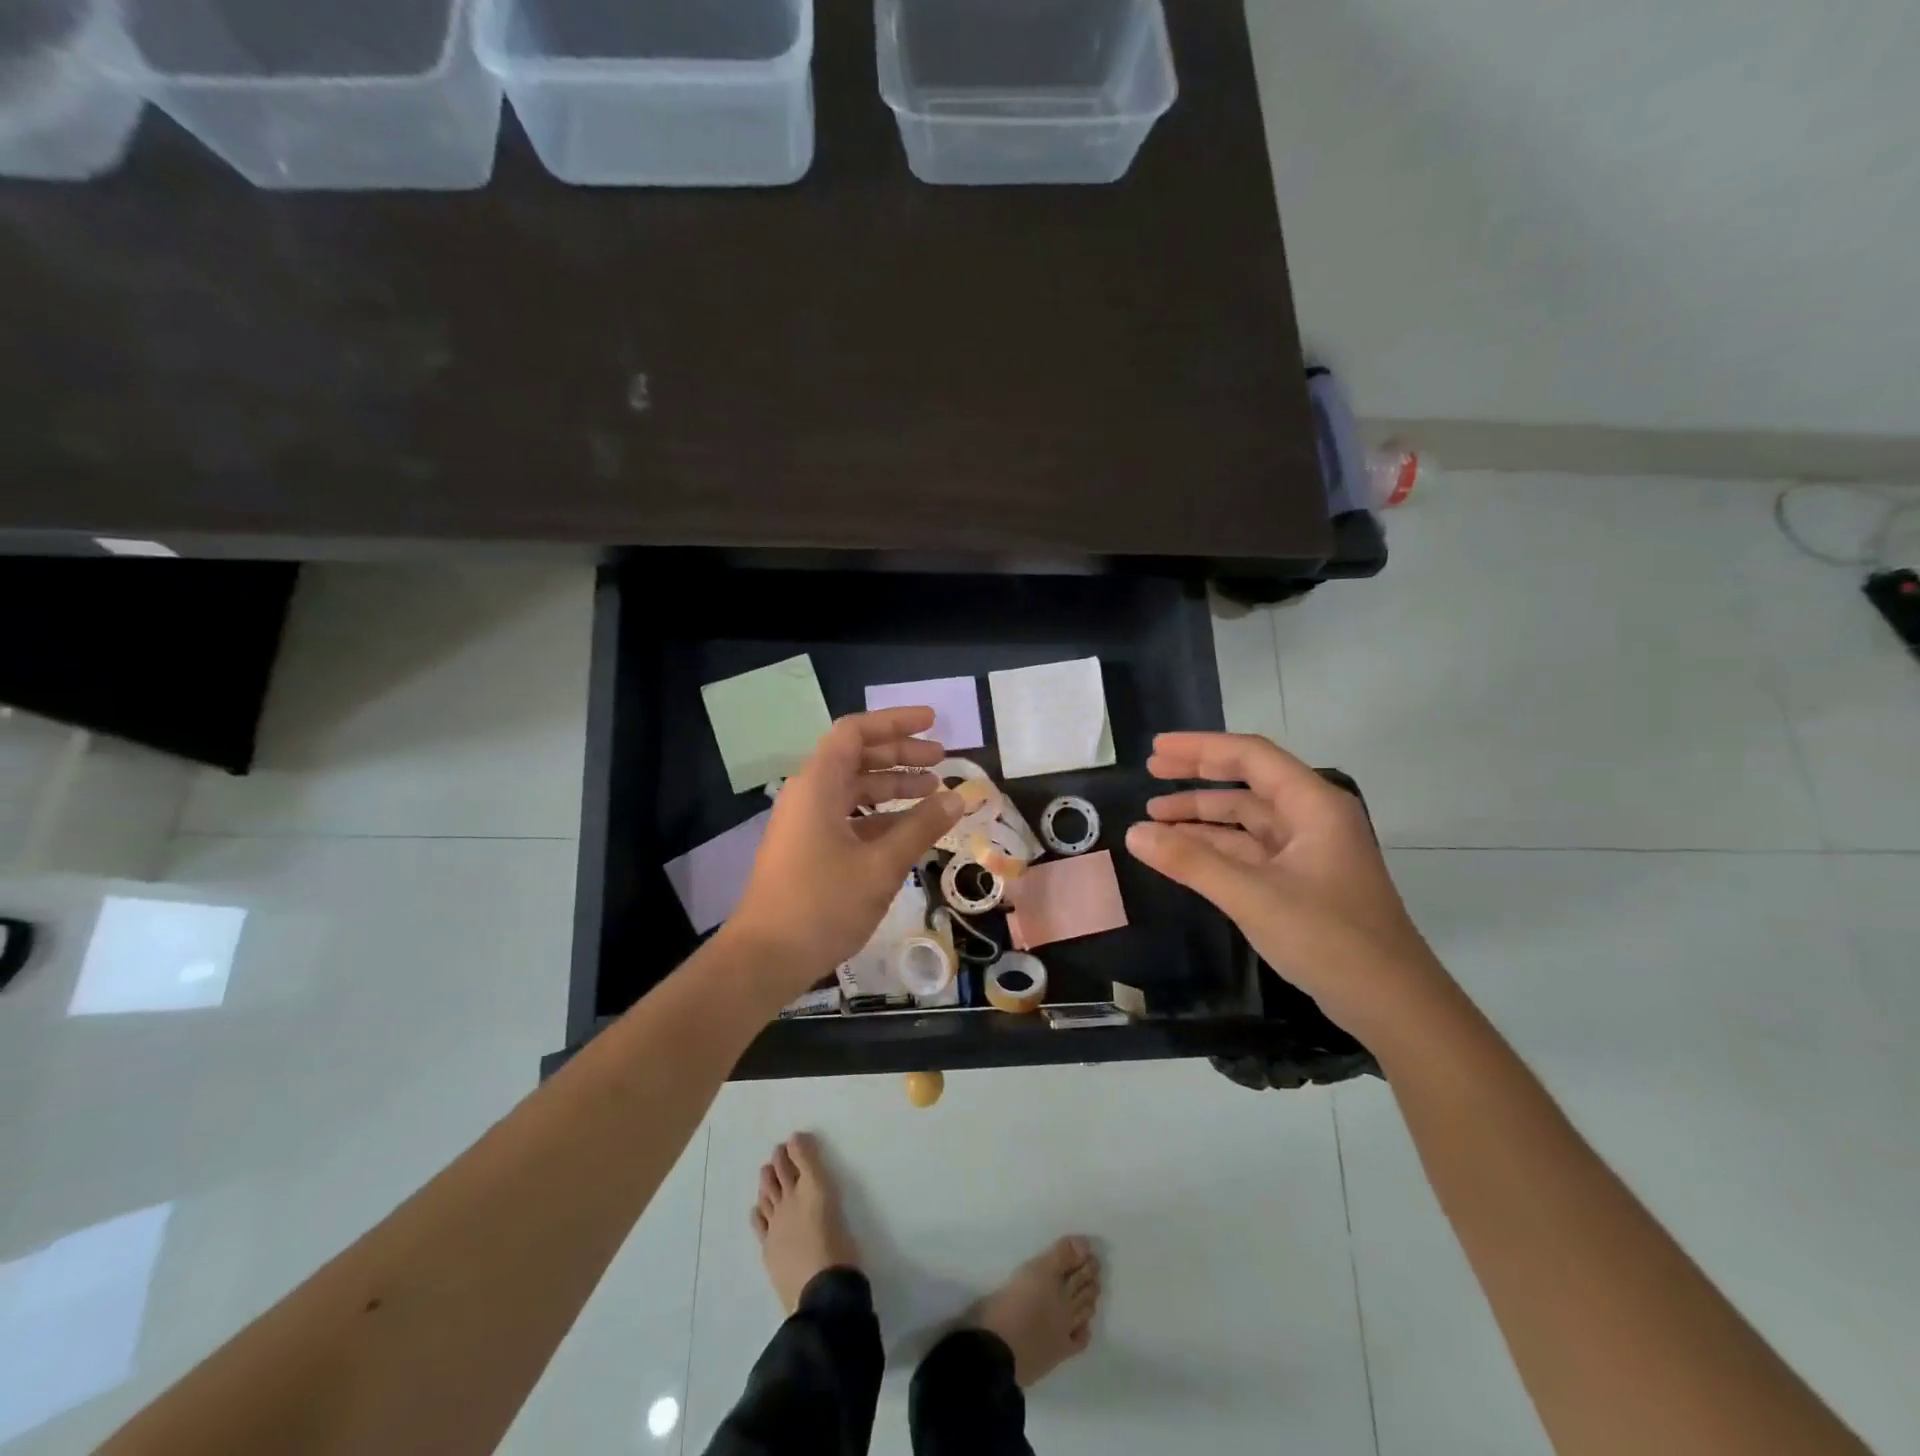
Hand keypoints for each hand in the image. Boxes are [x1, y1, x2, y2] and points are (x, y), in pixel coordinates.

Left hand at [725, 707, 962, 1001]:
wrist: (765, 958)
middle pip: (857, 758)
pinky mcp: (809, 849)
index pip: (855, 732)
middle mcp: (809, 794)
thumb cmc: (823, 904)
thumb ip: (921, 827)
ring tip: (935, 791)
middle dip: (901, 754)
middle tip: (942, 759)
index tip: (933, 723)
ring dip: (893, 786)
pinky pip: (849, 817)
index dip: (895, 722)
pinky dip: (881, 816)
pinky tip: (911, 829)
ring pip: (854, 789)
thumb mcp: (881, 865)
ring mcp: (806, 823)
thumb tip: (957, 797)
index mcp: (818, 785)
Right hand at [1124, 731, 1454, 1043]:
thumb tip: (1134, 833)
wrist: (1393, 1005)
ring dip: (1202, 816)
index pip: (1250, 756)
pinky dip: (1216, 848)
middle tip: (1150, 771)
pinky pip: (1250, 850)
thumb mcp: (1253, 896)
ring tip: (1154, 819)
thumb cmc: (1329, 939)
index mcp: (1313, 805)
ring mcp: (1309, 851)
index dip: (1199, 748)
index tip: (1155, 749)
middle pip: (1248, 782)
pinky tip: (1183, 854)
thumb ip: (1191, 862)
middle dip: (1197, 775)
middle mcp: (1312, 818)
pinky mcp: (1302, 881)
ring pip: (1247, 819)